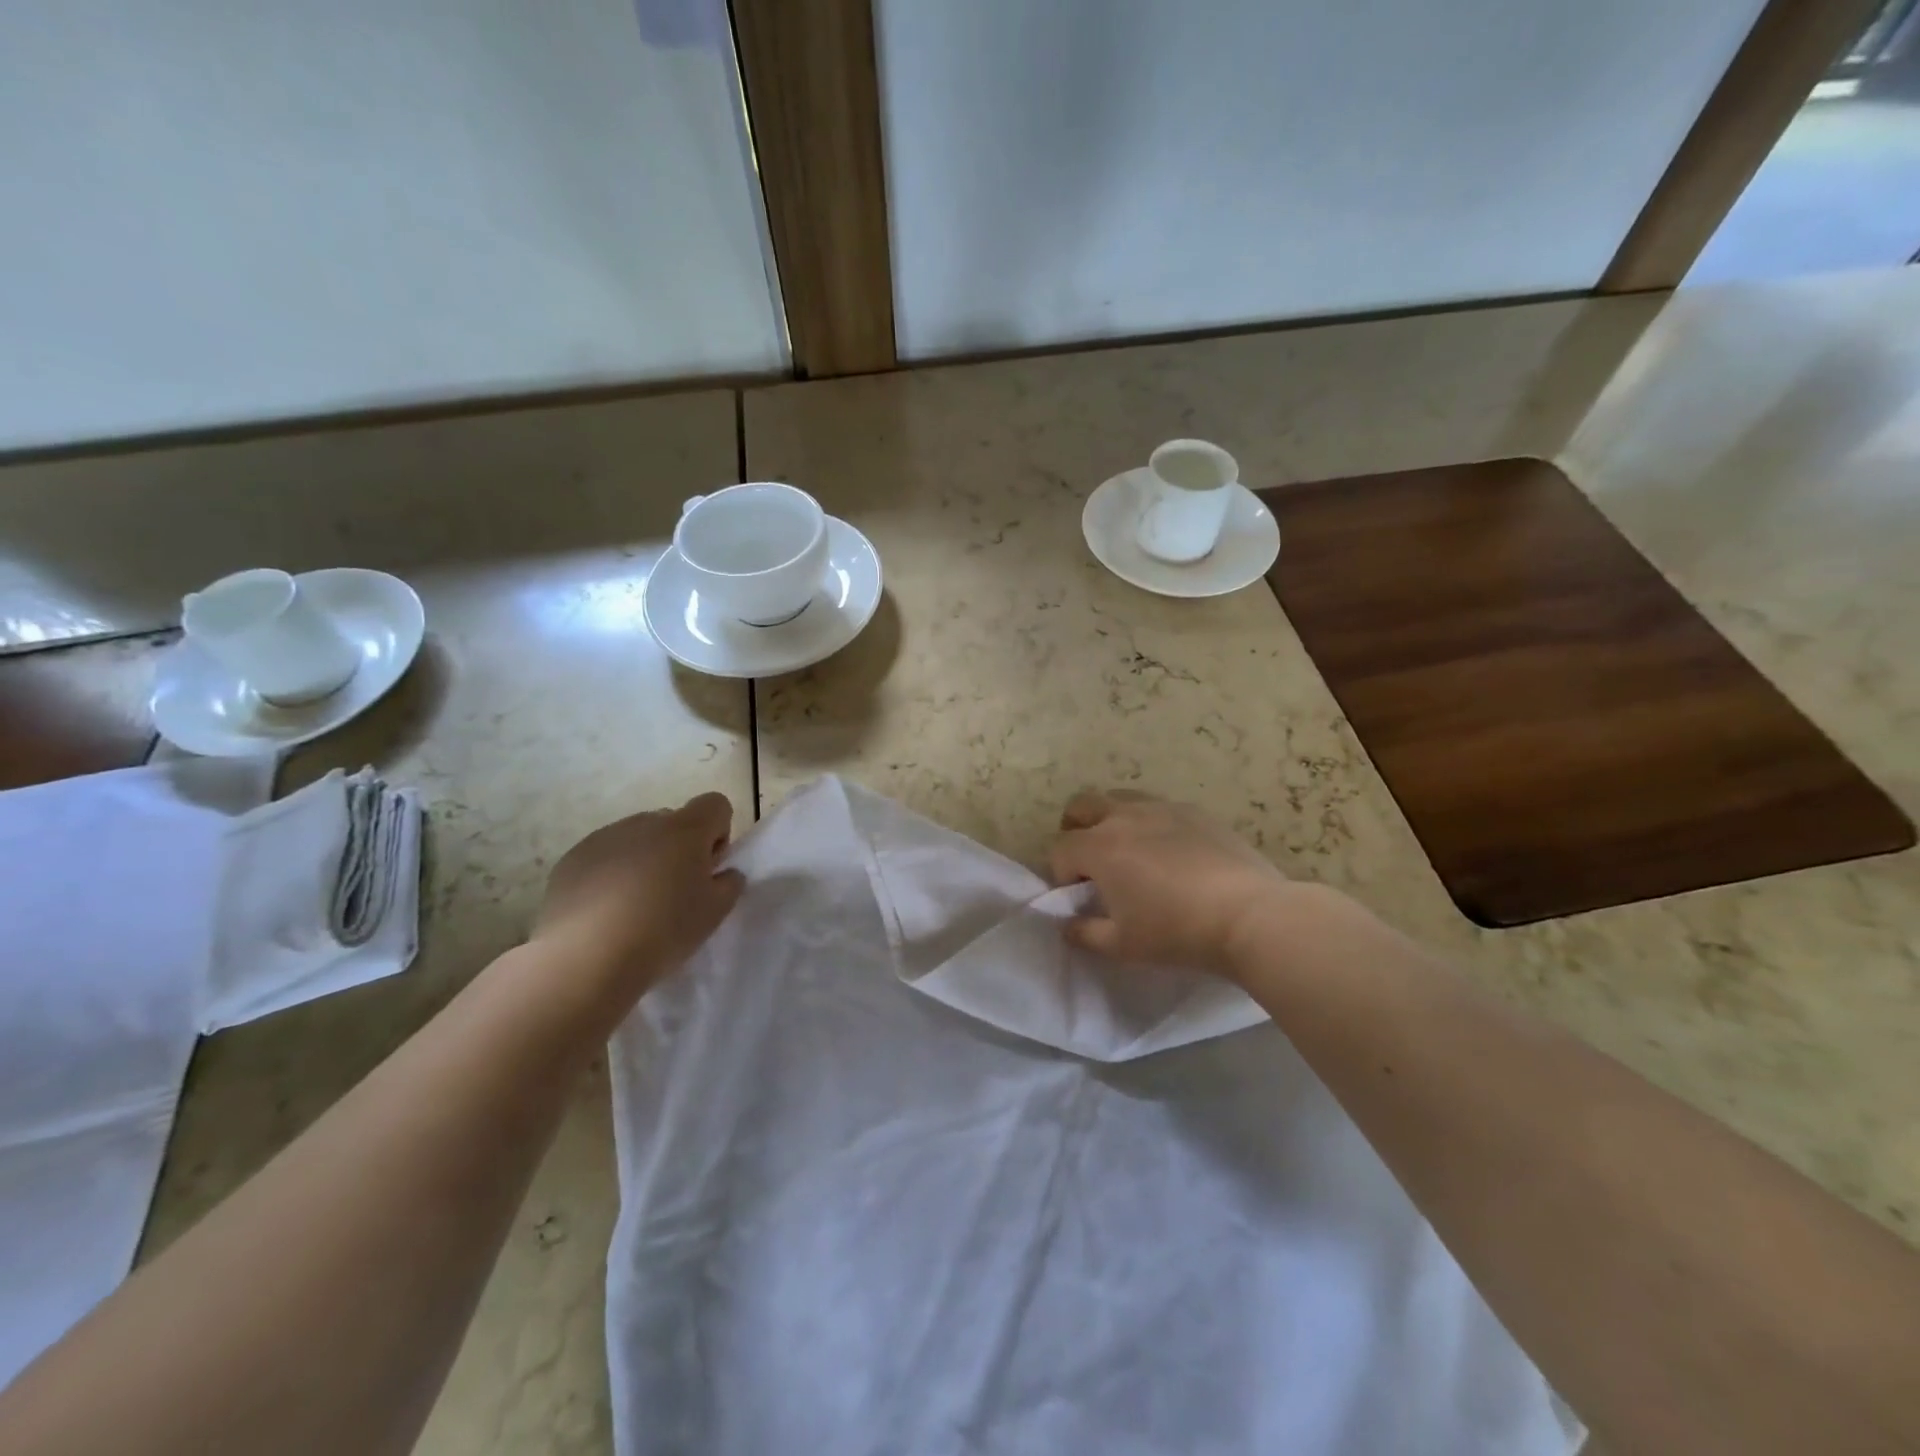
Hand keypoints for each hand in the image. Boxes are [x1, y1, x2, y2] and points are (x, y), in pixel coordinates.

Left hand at [532, 792, 744, 997]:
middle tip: (675, 892)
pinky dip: (610, 874)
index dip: (719, 832)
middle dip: (680, 849)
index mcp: (685, 830)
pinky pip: (604, 856)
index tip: (708, 868)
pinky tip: (605, 912)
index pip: (715, 804)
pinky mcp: (572, 859)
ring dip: (644, 860)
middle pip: (674, 822)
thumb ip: (729, 884)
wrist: (584, 959)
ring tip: (635, 906)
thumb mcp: (715, 913)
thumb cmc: (662, 931)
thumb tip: (723, 873)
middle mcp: (645, 823)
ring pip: (637, 838)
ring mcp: (604, 838)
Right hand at [1049, 789, 1292, 978]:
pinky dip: (1152, 824)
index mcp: (1099, 847)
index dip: (1061, 873)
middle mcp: (1125, 816)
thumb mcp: (1122, 945)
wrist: (1249, 916)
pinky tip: (1173, 854)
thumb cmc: (1176, 932)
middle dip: (1076, 829)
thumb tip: (1068, 925)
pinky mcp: (1196, 812)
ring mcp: (1163, 808)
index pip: (1060, 849)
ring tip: (1131, 853)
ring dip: (1113, 820)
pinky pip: (1161, 808)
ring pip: (1122, 799)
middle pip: (1082, 805)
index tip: (1080, 897)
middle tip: (1092, 861)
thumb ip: (1085, 933)